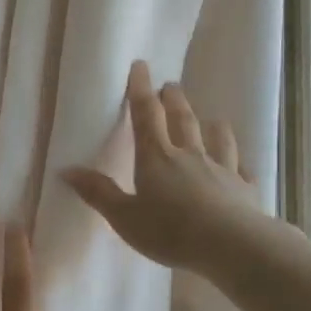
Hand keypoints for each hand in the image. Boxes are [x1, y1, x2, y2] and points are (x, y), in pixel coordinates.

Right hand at [60, 60, 259, 271]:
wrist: (229, 244)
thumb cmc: (170, 230)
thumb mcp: (124, 217)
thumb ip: (98, 193)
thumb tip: (66, 170)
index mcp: (156, 157)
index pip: (146, 115)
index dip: (140, 89)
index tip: (141, 66)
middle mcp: (190, 155)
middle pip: (182, 120)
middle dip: (174, 101)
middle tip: (171, 86)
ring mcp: (221, 170)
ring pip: (217, 140)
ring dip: (213, 126)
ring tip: (212, 118)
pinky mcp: (244, 190)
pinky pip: (242, 172)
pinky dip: (239, 165)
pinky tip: (241, 166)